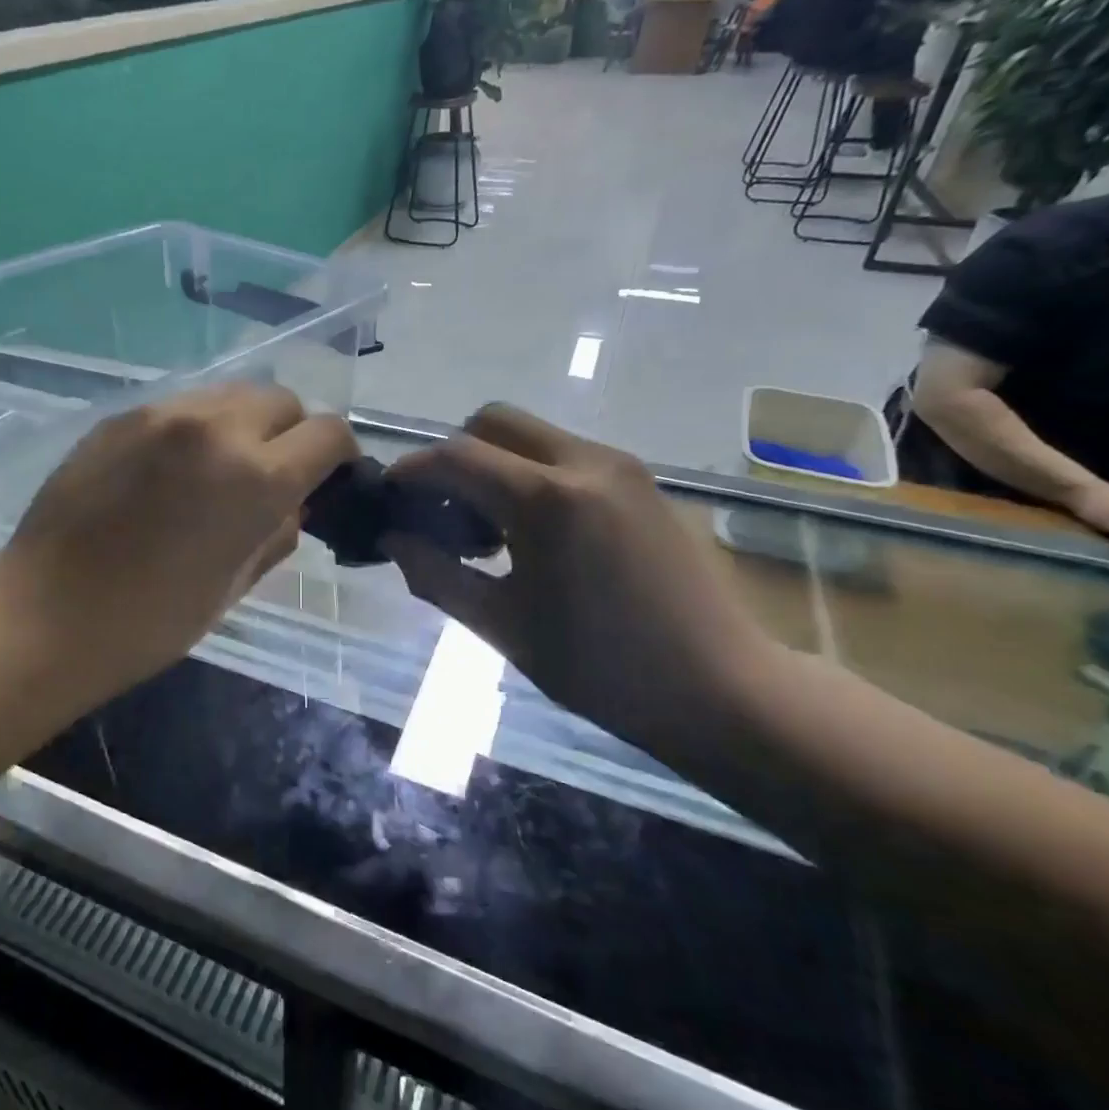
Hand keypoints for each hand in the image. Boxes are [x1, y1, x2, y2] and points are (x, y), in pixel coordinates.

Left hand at [0, 382, 359, 694]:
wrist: (46, 614)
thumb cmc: (150, 621)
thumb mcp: (235, 586)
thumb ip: (278, 533)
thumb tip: (295, 504)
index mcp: (256, 478)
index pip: (328, 434)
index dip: (338, 456)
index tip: (326, 480)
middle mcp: (215, 427)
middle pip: (281, 400)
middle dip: (290, 433)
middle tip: (268, 476)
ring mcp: (162, 414)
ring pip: (229, 394)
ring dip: (241, 425)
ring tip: (216, 470)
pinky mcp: (120, 417)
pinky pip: (180, 408)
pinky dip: (193, 430)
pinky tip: (167, 472)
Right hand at [383, 405, 778, 760]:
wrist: (719, 688)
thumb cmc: (601, 668)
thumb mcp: (502, 626)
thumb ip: (436, 574)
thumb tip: (392, 539)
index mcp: (547, 500)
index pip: (456, 456)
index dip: (411, 471)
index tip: (388, 498)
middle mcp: (585, 462)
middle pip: (493, 421)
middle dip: (453, 456)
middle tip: (441, 511)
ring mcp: (621, 466)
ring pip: (531, 434)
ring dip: (493, 464)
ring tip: (485, 529)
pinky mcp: (642, 481)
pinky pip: (565, 454)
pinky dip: (530, 474)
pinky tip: (531, 533)